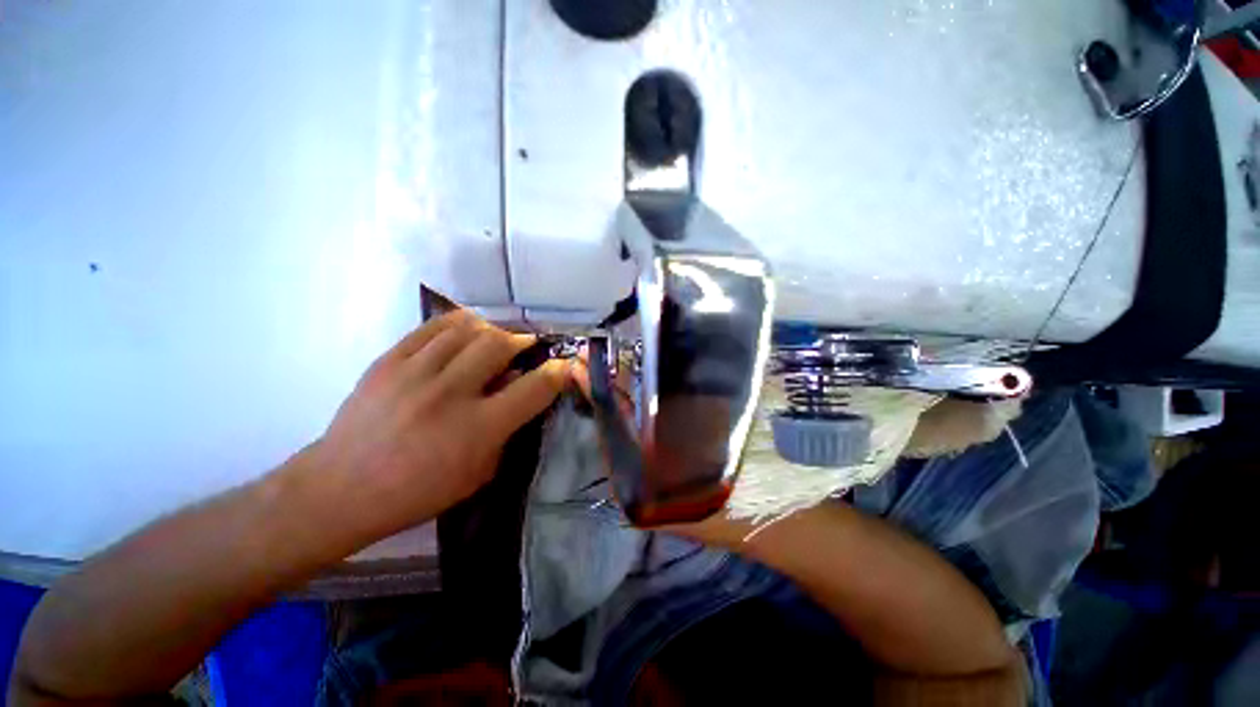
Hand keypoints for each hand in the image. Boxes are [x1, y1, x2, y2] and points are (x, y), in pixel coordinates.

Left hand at [307, 310, 570, 538]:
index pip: (533, 387)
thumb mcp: (479, 472)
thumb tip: (520, 389)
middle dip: (522, 339)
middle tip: (526, 344)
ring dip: (492, 328)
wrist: (341, 489)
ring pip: (467, 328)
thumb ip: (507, 430)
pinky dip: (457, 323)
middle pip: (499, 344)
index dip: (556, 372)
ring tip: (497, 336)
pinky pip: (432, 327)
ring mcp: (414, 374)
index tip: (563, 365)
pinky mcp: (387, 361)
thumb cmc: (419, 491)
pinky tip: (465, 330)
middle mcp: (449, 394)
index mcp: (477, 428)